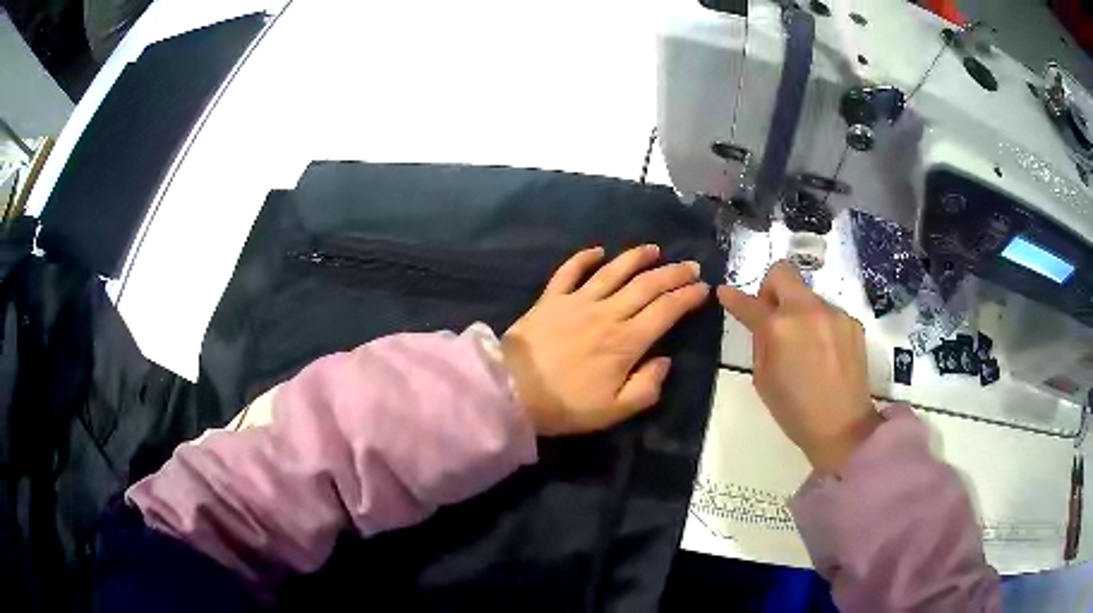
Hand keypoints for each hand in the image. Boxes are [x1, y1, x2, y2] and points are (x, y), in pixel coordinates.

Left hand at [502, 245, 709, 435]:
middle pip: (647, 285)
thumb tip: (665, 360)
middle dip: (673, 273)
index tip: (702, 288)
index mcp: (626, 342)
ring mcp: (577, 301)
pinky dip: (584, 258)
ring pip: (614, 271)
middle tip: (690, 266)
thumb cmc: (566, 406)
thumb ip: (647, 387)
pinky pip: (570, 271)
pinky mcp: (551, 299)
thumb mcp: (614, 411)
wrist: (512, 391)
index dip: (687, 297)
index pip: (666, 311)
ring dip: (636, 257)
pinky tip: (598, 251)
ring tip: (654, 249)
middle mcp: (607, 313)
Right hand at [717, 261, 880, 472]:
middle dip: (770, 288)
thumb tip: (761, 324)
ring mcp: (834, 313)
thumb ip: (761, 343)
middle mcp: (807, 310)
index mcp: (779, 328)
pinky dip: (819, 325)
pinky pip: (827, 312)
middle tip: (772, 316)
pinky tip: (824, 353)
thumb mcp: (763, 380)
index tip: (725, 293)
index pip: (749, 303)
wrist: (843, 427)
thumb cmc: (795, 412)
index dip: (733, 297)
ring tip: (805, 345)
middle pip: (782, 272)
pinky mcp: (852, 322)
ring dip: (798, 311)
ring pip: (807, 294)